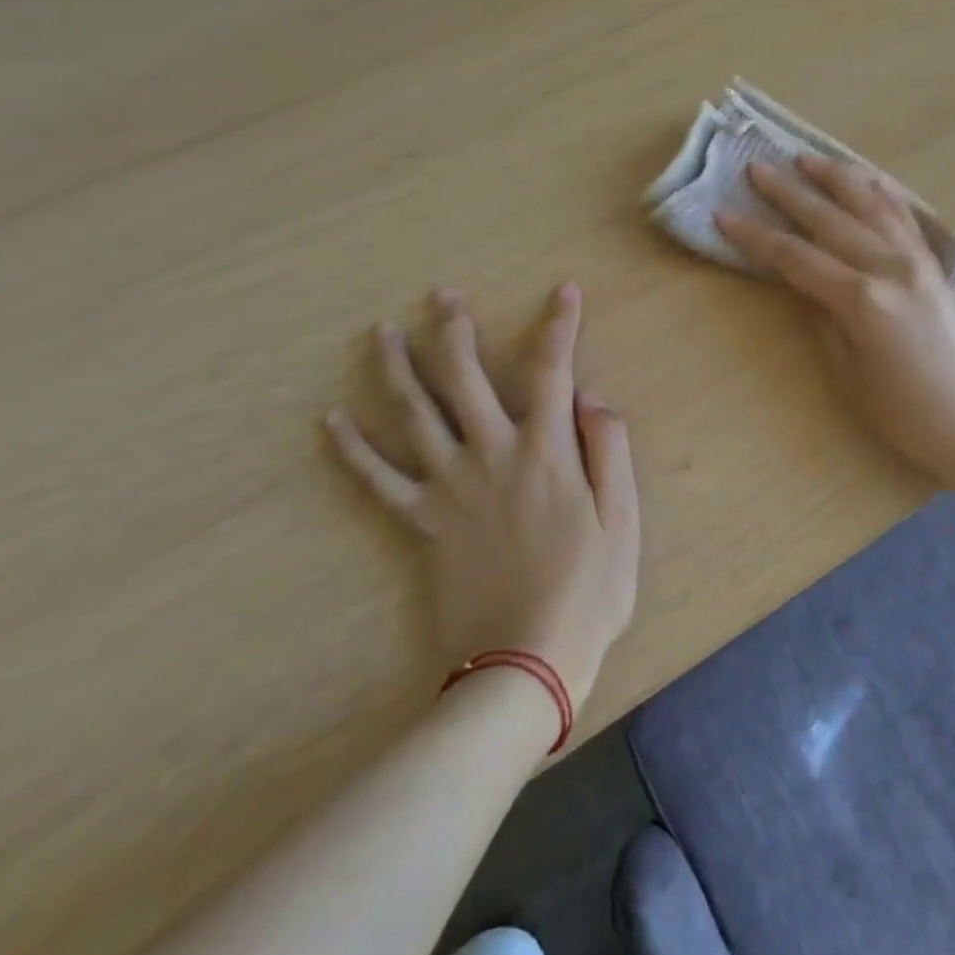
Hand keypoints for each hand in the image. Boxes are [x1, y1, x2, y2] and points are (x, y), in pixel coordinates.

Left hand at [325, 282, 638, 714]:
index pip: (554, 370)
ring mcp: (449, 488)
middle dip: (455, 329)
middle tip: (443, 295)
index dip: (560, 325)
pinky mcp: (421, 523)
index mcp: (547, 452)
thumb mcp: (622, 520)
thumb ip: (610, 451)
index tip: (564, 290)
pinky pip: (378, 480)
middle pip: (465, 378)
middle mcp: (492, 455)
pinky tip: (332, 422)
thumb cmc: (587, 592)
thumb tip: (592, 396)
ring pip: (414, 415)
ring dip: (396, 368)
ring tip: (381, 333)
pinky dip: (353, 450)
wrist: (523, 664)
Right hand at [716, 156, 954, 483]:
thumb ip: (827, 322)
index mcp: (861, 299)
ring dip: (836, 179)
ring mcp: (917, 262)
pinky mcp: (935, 267)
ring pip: (870, 205)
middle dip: (789, 193)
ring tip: (806, 158)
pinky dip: (884, 193)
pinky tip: (870, 179)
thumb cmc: (908, 416)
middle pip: (829, 220)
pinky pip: (905, 218)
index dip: (756, 237)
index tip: (724, 215)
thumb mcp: (850, 376)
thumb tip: (814, 289)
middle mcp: (889, 267)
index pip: (795, 257)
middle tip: (757, 168)